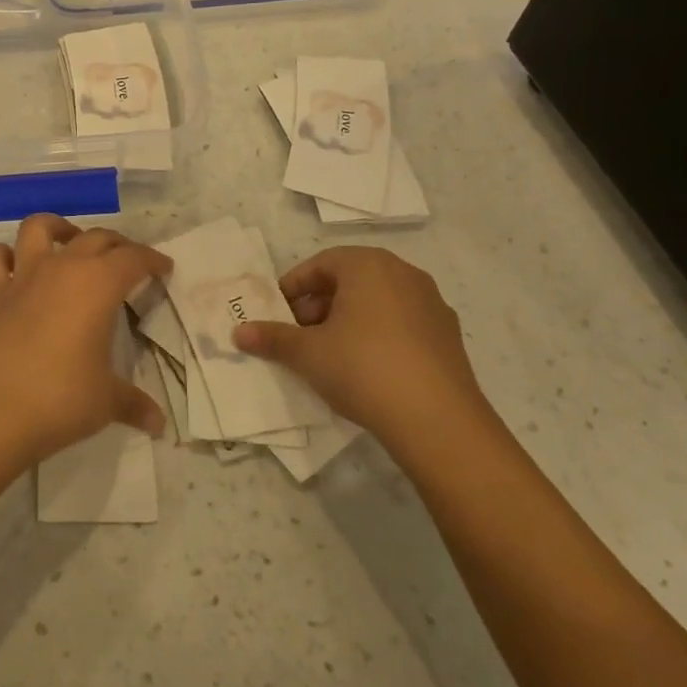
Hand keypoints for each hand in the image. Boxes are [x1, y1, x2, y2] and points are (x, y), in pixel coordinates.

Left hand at [0, 214, 169, 468]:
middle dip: (117, 244)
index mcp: (99, 285)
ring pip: (39, 228)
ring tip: (70, 242)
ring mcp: (23, 277)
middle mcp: (62, 268)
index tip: (163, 268)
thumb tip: (158, 423)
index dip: (152, 260)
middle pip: (95, 237)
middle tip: (128, 262)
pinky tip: (15, 266)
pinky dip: (4, 255)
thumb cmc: (61, 398)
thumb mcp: (107, 401)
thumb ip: (133, 404)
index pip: (133, 259)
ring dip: (58, 228)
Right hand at [231, 246, 489, 462]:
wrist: (438, 421)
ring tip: (328, 355)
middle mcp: (403, 274)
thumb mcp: (307, 353)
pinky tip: (365, 370)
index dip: (293, 288)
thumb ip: (272, 338)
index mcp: (368, 265)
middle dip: (319, 305)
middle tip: (299, 335)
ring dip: (347, 321)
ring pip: (376, 303)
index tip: (277, 314)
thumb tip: (238, 332)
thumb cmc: (363, 368)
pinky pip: (401, 325)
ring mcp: (431, 305)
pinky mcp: (448, 337)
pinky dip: (377, 337)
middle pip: (349, 281)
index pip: (320, 264)